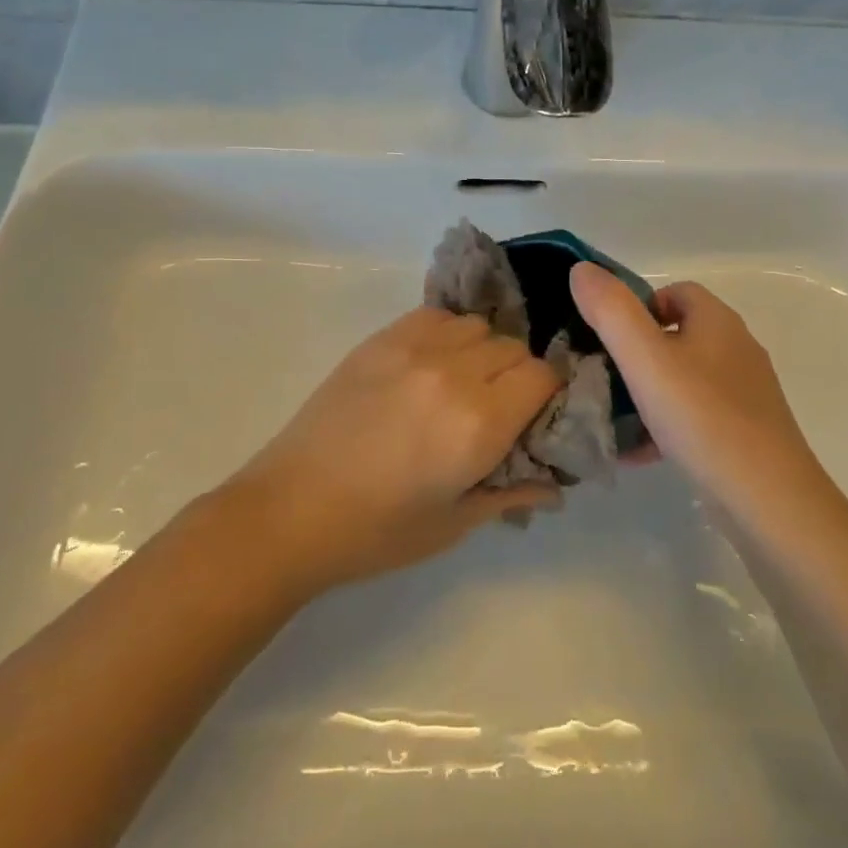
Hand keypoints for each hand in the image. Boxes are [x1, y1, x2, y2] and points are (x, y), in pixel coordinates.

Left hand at [220, 308, 562, 595]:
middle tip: (499, 409)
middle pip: (513, 347)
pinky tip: (430, 365)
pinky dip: (447, 334)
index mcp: (479, 424)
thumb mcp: (453, 524)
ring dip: (483, 351)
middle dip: (518, 375)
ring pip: (476, 326)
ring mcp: (412, 349)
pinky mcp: (379, 340)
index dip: (548, 394)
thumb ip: (510, 494)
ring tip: (462, 384)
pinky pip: (434, 316)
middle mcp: (453, 374)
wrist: (291, 510)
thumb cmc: (376, 531)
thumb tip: (555, 487)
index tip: (535, 416)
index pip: (542, 376)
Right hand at [569, 263, 824, 508]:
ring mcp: (746, 393)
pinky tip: (641, 453)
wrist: (768, 499)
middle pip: (679, 335)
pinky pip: (697, 416)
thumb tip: (581, 269)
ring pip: (685, 378)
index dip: (638, 306)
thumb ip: (610, 310)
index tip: (608, 338)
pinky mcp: (748, 431)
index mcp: (717, 322)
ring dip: (650, 392)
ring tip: (616, 418)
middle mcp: (737, 349)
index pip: (676, 292)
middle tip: (605, 378)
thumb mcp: (644, 359)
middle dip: (638, 353)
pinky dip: (668, 426)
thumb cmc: (702, 417)